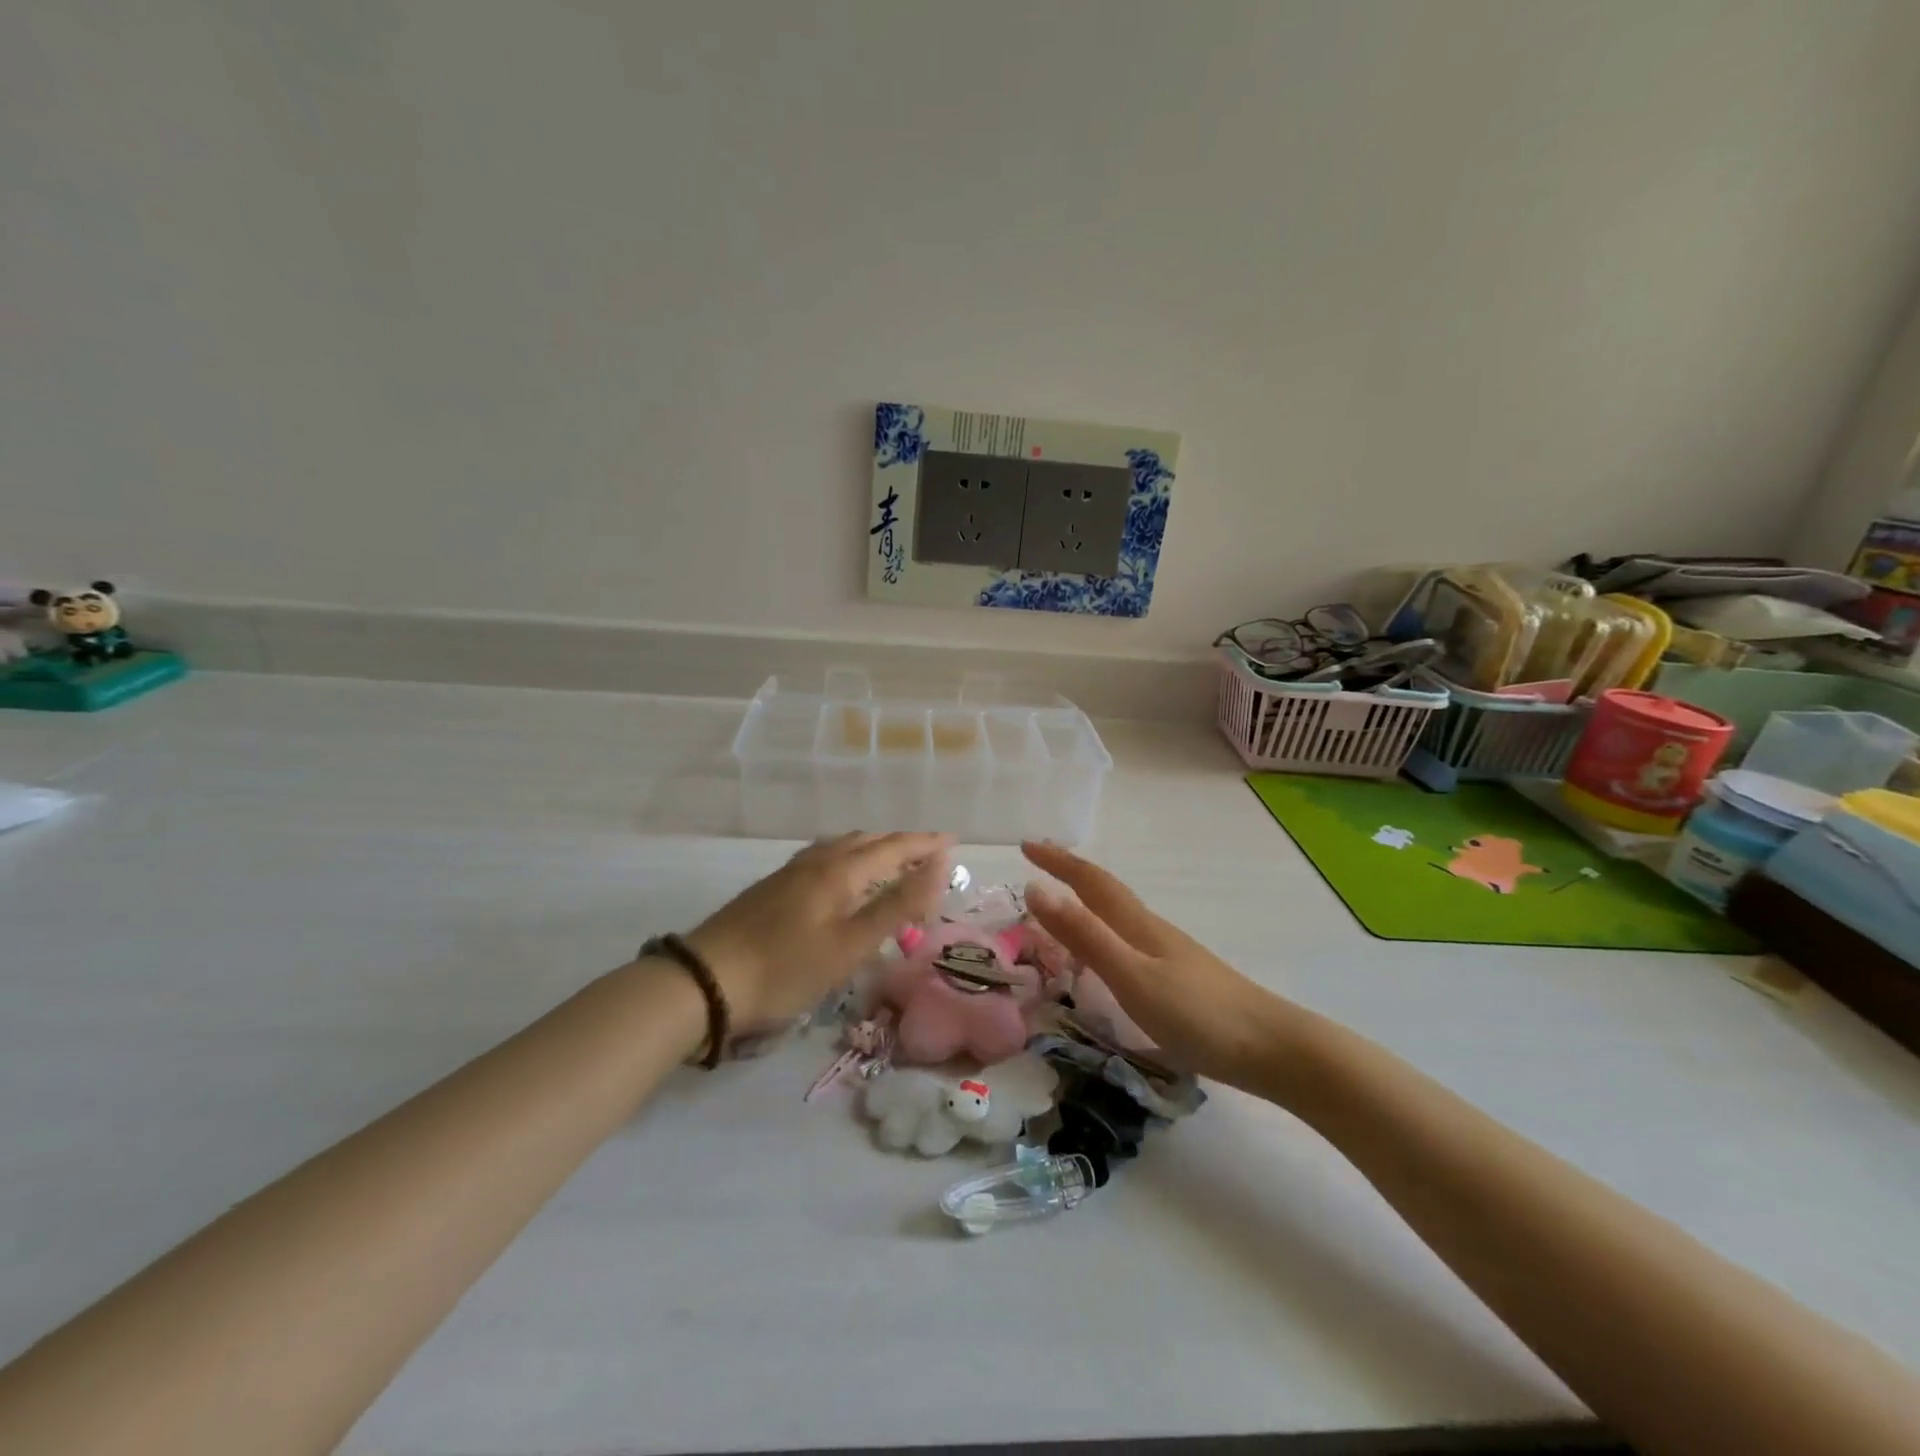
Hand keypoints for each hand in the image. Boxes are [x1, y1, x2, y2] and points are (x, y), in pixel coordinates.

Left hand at [685, 832, 953, 1029]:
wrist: (705, 982)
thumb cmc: (785, 968)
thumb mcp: (850, 945)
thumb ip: (896, 906)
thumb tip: (939, 868)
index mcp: (839, 871)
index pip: (893, 847)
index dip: (925, 844)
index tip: (953, 841)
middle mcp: (817, 862)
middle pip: (867, 841)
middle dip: (902, 844)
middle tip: (929, 853)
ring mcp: (790, 873)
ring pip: (841, 847)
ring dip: (873, 848)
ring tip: (891, 859)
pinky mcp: (773, 888)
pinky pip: (823, 858)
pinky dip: (848, 859)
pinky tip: (840, 875)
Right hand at [1022, 841, 1294, 1091]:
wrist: (1272, 1048)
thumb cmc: (1197, 1014)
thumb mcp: (1131, 975)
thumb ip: (1084, 935)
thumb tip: (1035, 888)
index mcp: (1136, 924)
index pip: (1090, 881)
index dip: (1058, 861)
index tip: (1026, 845)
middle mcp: (1151, 929)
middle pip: (1105, 891)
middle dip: (1070, 873)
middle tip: (1038, 863)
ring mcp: (1169, 952)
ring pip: (1118, 914)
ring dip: (1086, 899)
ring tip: (1063, 902)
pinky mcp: (1180, 976)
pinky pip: (1128, 937)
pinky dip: (1105, 929)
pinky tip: (1108, 951)